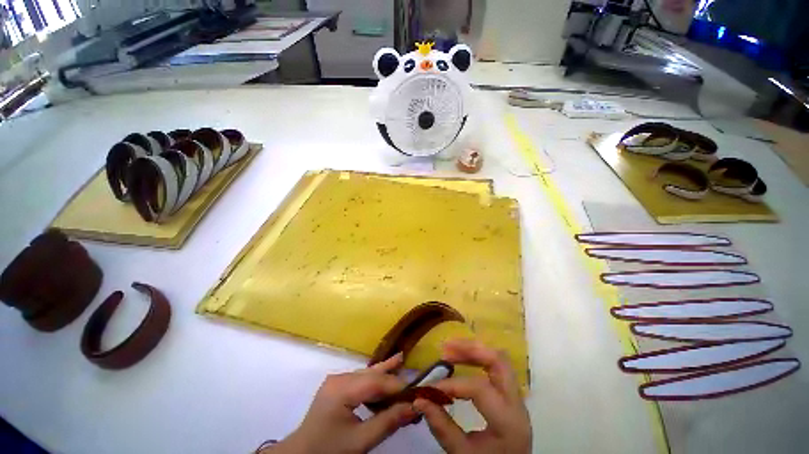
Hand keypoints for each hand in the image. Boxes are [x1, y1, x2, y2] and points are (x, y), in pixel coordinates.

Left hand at [264, 353, 416, 453]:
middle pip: (371, 374)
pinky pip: (360, 379)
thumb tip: (414, 407)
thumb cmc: (330, 450)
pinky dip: (374, 380)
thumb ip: (388, 422)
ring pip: (366, 373)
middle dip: (392, 377)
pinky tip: (385, 370)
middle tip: (413, 377)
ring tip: (402, 361)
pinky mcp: (337, 384)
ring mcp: (337, 379)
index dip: (397, 386)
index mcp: (342, 389)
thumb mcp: (360, 441)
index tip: (416, 391)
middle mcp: (339, 377)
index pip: (375, 382)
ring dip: (384, 374)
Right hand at [413, 339, 531, 453]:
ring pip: (499, 359)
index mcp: (508, 421)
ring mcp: (516, 396)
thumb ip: (442, 427)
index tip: (429, 387)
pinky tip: (462, 359)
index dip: (451, 384)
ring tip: (450, 349)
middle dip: (469, 350)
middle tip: (445, 349)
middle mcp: (516, 403)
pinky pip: (496, 367)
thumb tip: (419, 400)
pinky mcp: (510, 394)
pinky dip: (478, 358)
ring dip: (473, 350)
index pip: (478, 389)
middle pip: (498, 361)